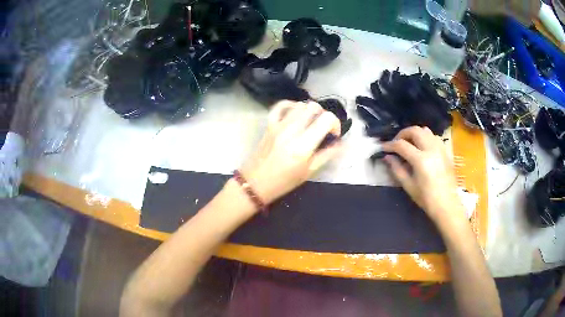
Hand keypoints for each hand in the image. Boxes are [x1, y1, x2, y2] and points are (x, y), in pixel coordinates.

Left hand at [240, 100, 341, 203]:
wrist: (255, 183)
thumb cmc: (284, 181)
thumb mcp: (309, 172)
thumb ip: (327, 155)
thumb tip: (341, 144)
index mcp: (303, 145)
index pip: (326, 119)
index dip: (335, 124)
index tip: (333, 135)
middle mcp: (292, 130)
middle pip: (314, 107)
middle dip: (324, 116)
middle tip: (322, 129)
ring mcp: (278, 125)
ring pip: (300, 104)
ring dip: (309, 111)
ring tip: (310, 123)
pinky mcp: (269, 124)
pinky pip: (281, 105)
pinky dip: (291, 105)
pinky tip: (295, 113)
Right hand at [381, 126, 463, 223]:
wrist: (447, 204)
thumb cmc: (426, 198)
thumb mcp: (409, 186)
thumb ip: (397, 169)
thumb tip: (387, 157)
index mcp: (421, 160)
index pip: (401, 145)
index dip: (390, 145)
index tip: (383, 148)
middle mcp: (431, 149)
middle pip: (414, 130)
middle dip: (402, 134)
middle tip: (396, 143)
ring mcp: (440, 148)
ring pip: (425, 130)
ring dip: (414, 134)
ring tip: (409, 143)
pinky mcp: (446, 151)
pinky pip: (434, 137)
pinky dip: (425, 137)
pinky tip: (422, 147)